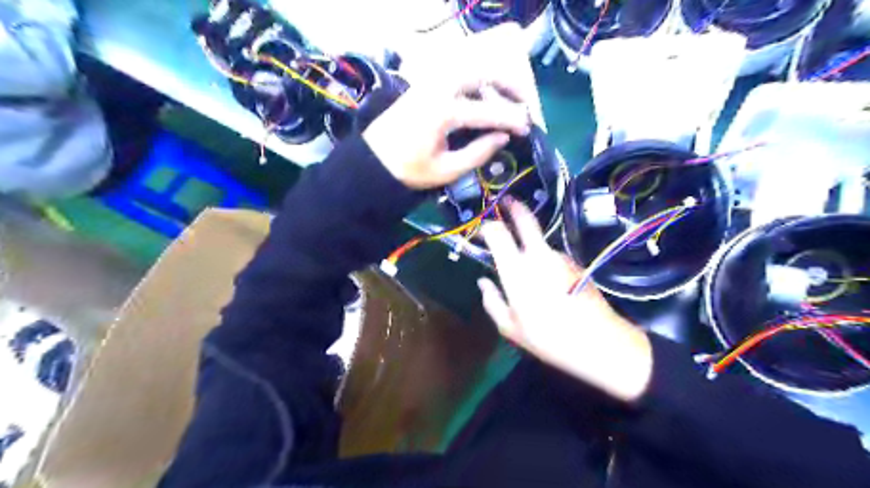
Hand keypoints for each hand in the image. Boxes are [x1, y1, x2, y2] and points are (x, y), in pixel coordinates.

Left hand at [362, 23, 537, 188]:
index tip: (528, 128)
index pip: (487, 111)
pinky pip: (455, 74)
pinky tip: (482, 97)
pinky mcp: (423, 84)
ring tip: (506, 98)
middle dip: (507, 83)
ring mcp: (428, 82)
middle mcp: (437, 88)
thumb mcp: (446, 170)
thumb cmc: (408, 170)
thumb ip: (478, 153)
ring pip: (469, 67)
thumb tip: (502, 137)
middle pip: (481, 72)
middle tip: (523, 101)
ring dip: (491, 78)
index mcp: (443, 112)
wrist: (372, 162)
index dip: (511, 119)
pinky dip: (474, 81)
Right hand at [479, 200, 655, 401]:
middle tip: (506, 203)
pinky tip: (549, 285)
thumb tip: (483, 282)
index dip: (486, 226)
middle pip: (525, 220)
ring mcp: (560, 257)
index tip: (481, 231)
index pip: (497, 233)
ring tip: (528, 273)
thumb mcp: (509, 327)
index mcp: (516, 270)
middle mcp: (538, 256)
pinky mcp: (575, 264)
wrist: (599, 343)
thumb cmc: (548, 338)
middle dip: (513, 207)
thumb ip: (492, 301)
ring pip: (539, 242)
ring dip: (530, 246)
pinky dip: (545, 262)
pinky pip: (553, 257)